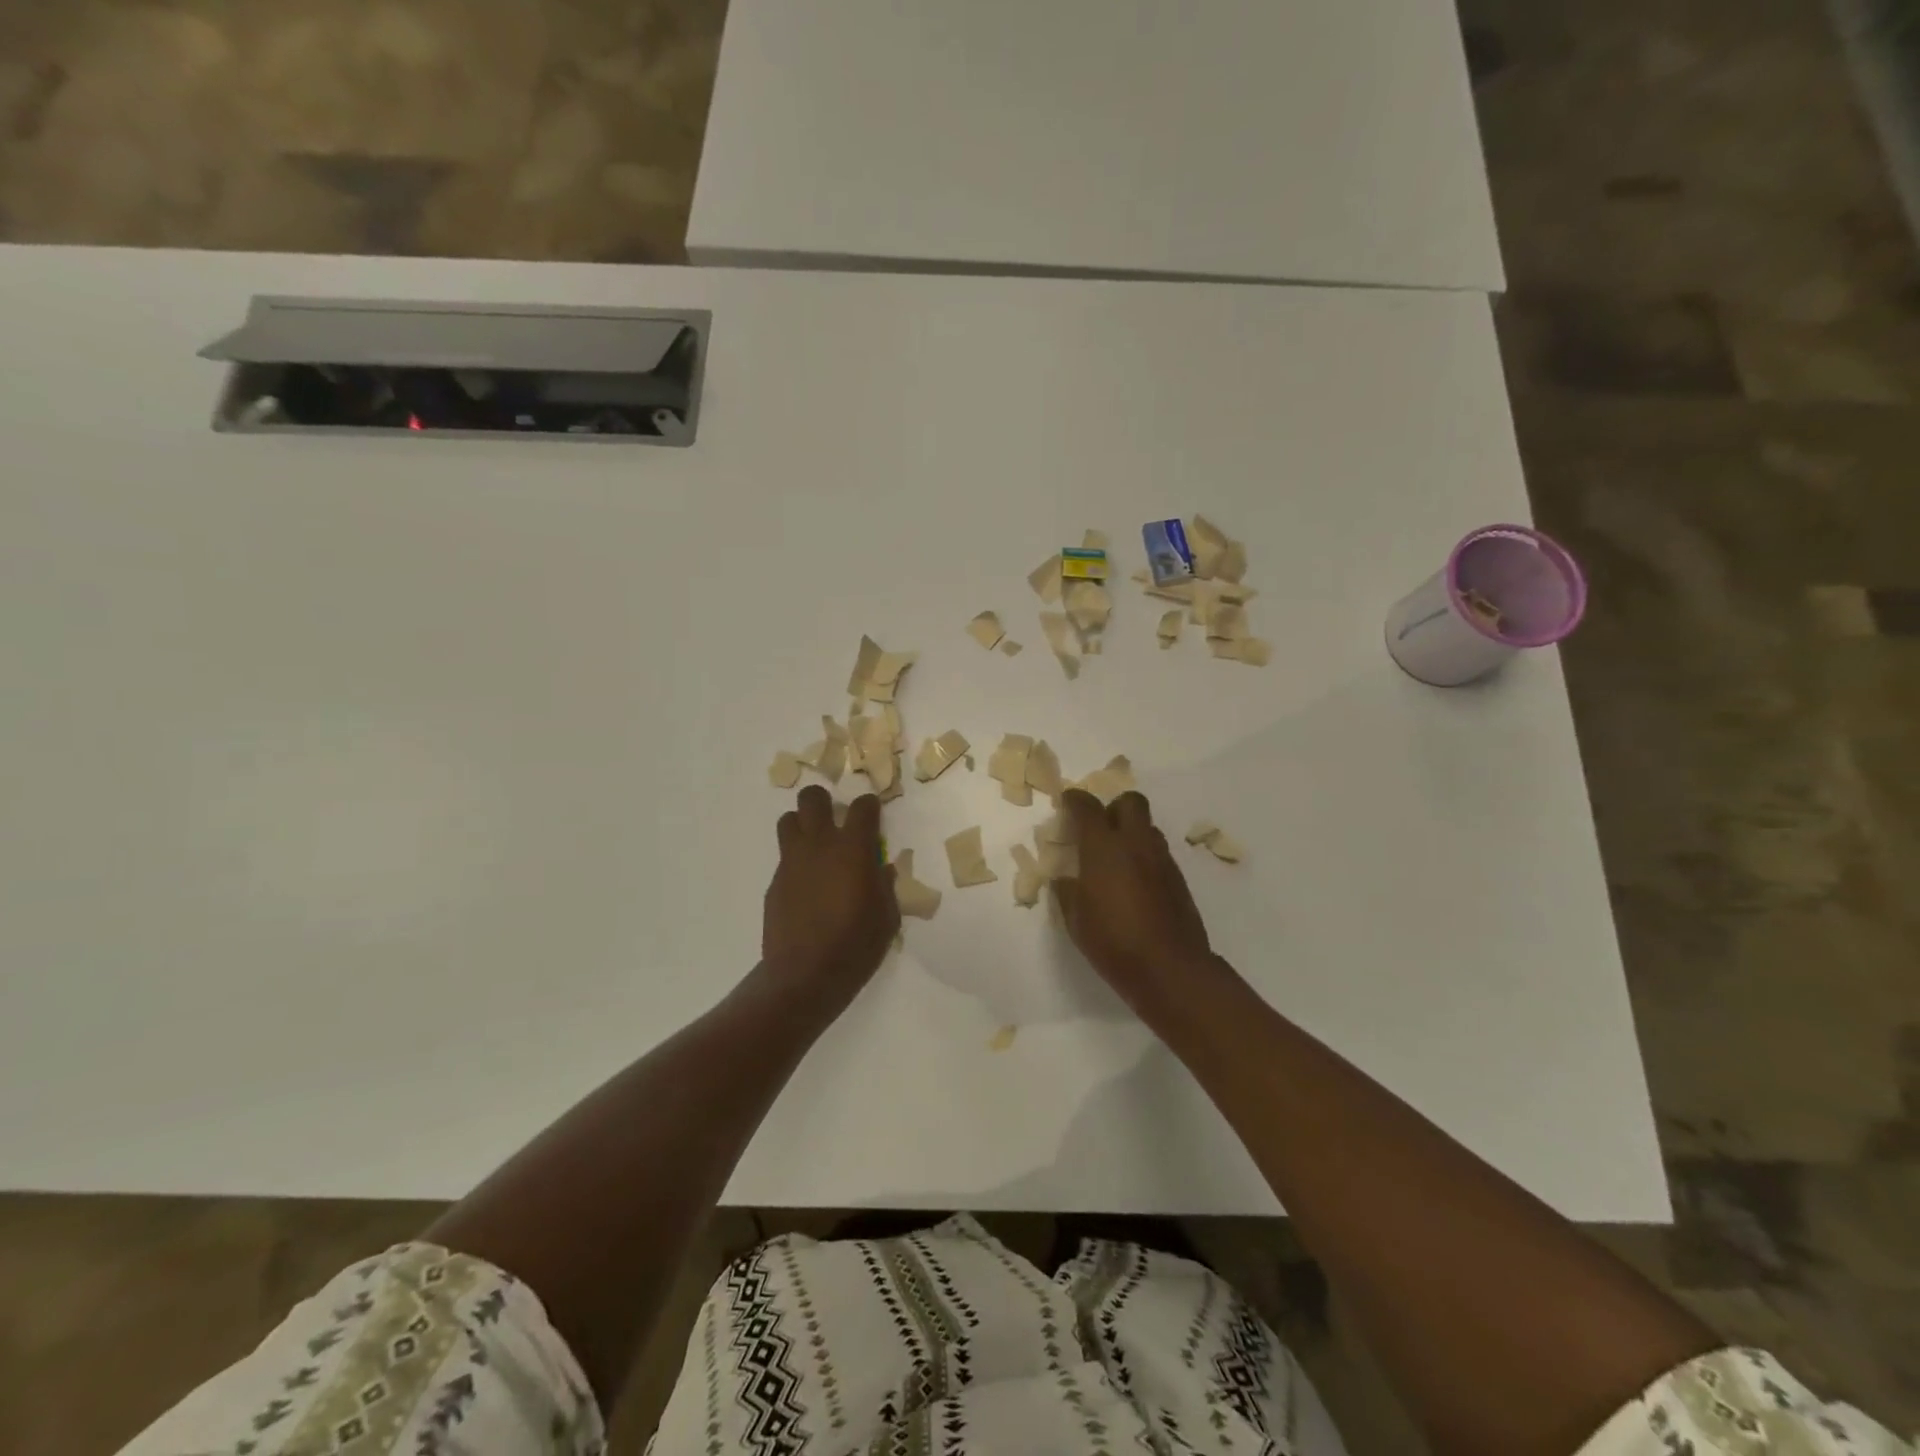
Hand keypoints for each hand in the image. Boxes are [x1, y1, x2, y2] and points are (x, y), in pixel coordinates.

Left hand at [762, 786, 899, 1012]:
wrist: (805, 975)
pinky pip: (784, 858)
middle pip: (812, 799)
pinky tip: (806, 887)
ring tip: (815, 845)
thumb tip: (881, 870)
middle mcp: (819, 846)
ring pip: (788, 820)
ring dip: (802, 825)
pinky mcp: (775, 883)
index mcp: (853, 849)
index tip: (873, 815)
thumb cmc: (856, 945)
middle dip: (824, 801)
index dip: (870, 806)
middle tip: (835, 819)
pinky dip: (796, 862)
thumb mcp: (886, 917)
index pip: (862, 807)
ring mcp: (792, 862)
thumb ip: (885, 886)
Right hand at [1055, 789, 1216, 1015]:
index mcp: (1103, 847)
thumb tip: (1065, 879)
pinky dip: (1145, 857)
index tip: (1067, 803)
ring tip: (1117, 858)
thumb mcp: (1076, 920)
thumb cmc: (1113, 942)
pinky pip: (1159, 853)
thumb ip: (1067, 892)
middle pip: (1131, 803)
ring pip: (1148, 827)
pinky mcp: (1179, 879)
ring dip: (1132, 832)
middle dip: (1113, 807)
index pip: (1087, 807)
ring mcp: (1161, 859)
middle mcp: (1135, 844)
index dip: (1075, 800)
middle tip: (1099, 828)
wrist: (1169, 968)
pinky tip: (1135, 883)